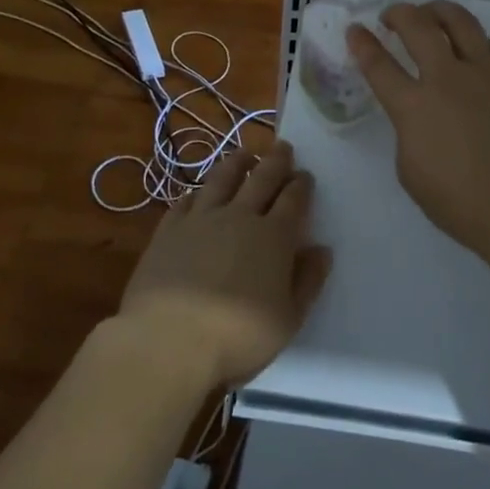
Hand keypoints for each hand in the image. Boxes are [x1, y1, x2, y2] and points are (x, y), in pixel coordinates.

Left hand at [119, 143, 331, 388]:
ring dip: (236, 163)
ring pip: (222, 180)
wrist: (168, 341)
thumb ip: (308, 281)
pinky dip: (198, 192)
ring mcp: (200, 220)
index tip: (305, 175)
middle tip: (283, 147)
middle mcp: (239, 217)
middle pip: (261, 179)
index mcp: (274, 237)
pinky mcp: (168, 230)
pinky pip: (186, 201)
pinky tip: (199, 192)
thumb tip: (321, 249)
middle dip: (276, 161)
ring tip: (244, 154)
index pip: (293, 200)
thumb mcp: (289, 319)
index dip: (301, 185)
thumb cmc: (238, 337)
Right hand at [349, 1, 489, 266]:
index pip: (378, 64)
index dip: (362, 43)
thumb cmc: (459, 203)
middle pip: (418, 26)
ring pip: (462, 22)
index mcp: (414, 107)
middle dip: (399, 13)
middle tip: (392, 16)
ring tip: (433, 15)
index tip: (356, 30)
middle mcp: (448, 79)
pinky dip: (483, 45)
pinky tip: (479, 53)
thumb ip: (408, 132)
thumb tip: (420, 115)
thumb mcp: (410, 172)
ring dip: (440, 11)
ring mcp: (487, 75)